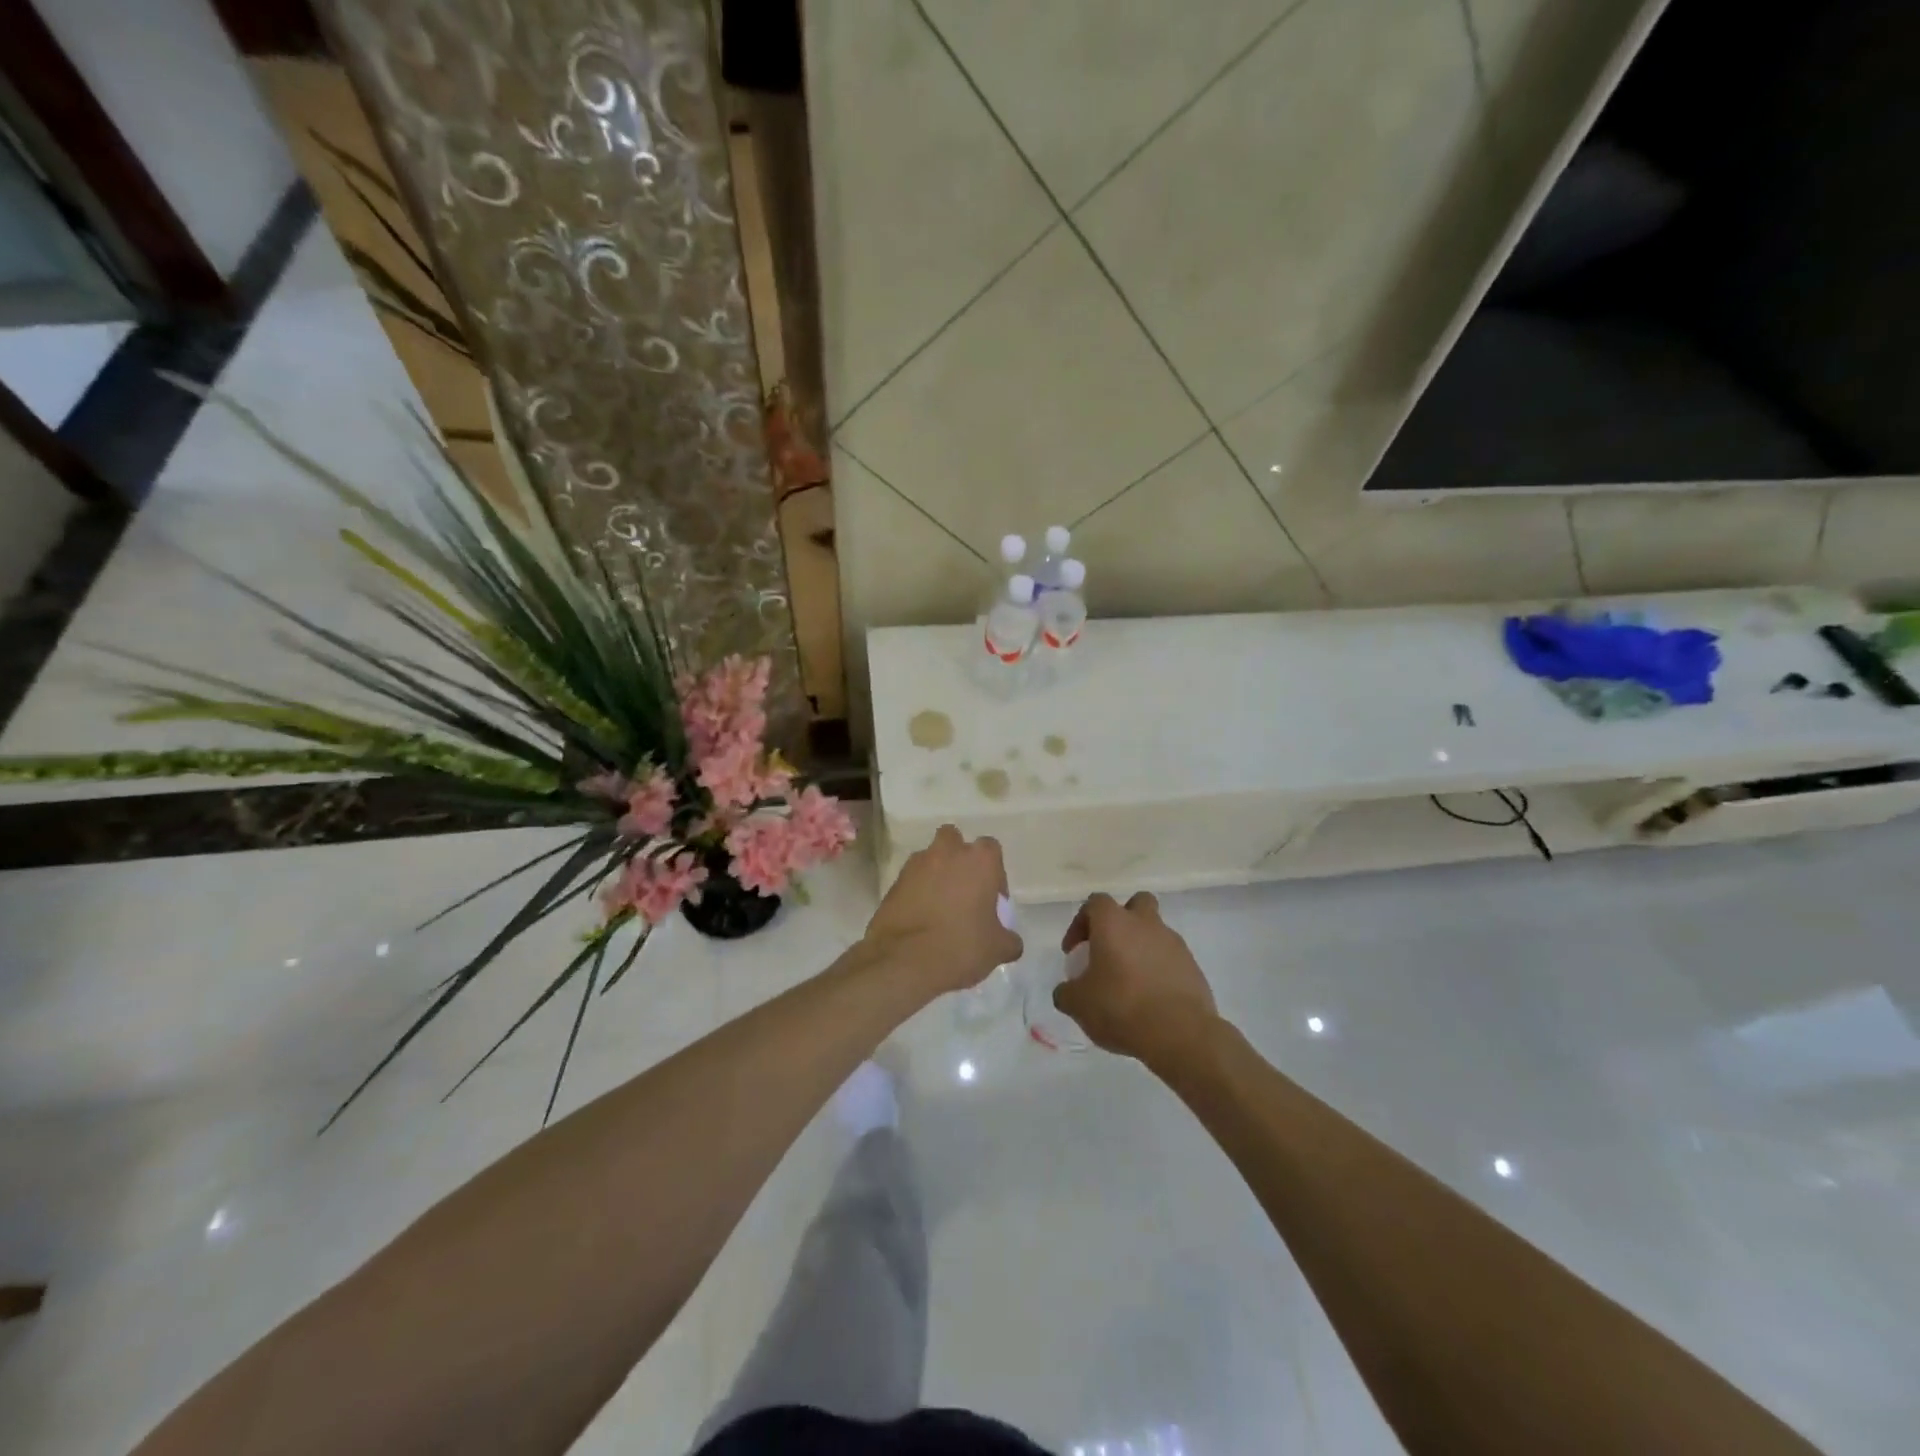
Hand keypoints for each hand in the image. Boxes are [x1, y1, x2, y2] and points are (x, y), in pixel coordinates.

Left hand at [862, 826, 1022, 995]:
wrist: (904, 961)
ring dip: (935, 875)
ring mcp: (916, 865)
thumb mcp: (997, 949)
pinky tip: (921, 919)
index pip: (991, 850)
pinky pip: (911, 881)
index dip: (994, 873)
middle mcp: (947, 853)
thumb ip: (1008, 939)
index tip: (992, 900)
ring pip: (929, 859)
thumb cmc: (961, 946)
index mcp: (978, 860)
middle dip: (958, 859)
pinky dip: (916, 892)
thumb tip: (1010, 941)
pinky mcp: (893, 883)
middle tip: (963, 892)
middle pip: (954, 841)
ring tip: (939, 908)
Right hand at [1054, 891, 1218, 1069]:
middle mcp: (1146, 924)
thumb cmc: (1121, 1007)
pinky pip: (1171, 959)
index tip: (1074, 951)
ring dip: (1142, 947)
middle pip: (1136, 903)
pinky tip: (1151, 998)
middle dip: (1122, 920)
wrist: (1180, 1034)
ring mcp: (1174, 943)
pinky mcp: (1193, 967)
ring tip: (1130, 981)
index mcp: (1114, 923)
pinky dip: (1160, 970)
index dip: (1080, 923)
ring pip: (1156, 932)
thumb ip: (1066, 992)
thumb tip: (1066, 992)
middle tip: (1110, 949)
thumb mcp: (1078, 1004)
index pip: (1095, 903)